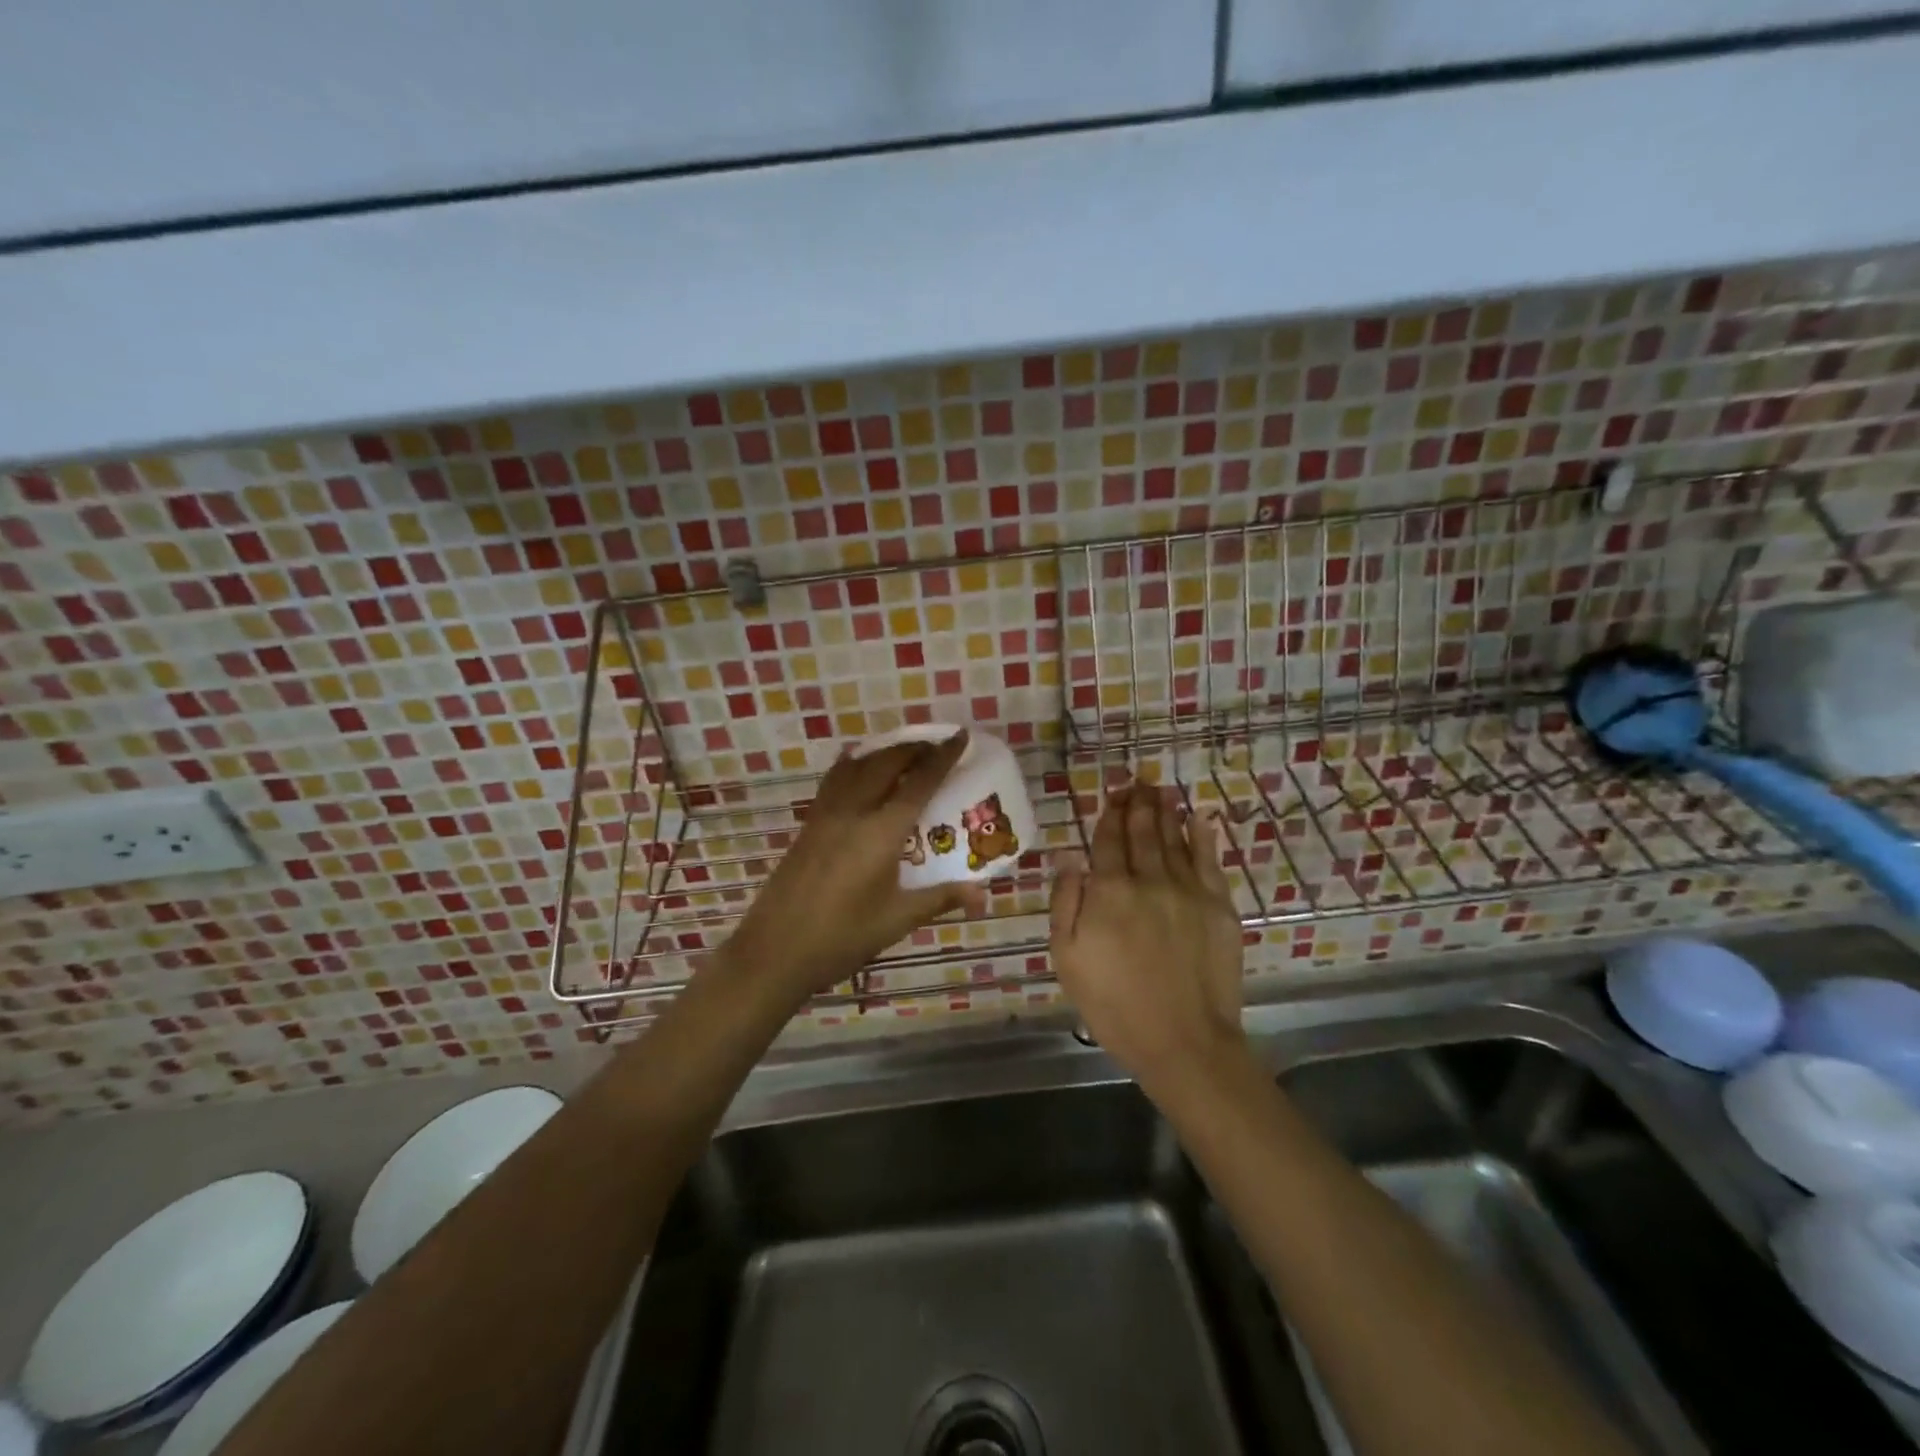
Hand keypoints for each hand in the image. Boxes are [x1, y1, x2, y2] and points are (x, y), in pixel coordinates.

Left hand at [723, 731, 983, 1001]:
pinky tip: (859, 770)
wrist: (775, 950)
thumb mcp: (897, 919)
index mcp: (881, 831)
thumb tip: (983, 894)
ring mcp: (826, 814)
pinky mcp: (809, 823)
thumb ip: (940, 898)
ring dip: (884, 751)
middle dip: (914, 747)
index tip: (961, 736)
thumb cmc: (842, 937)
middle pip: (887, 762)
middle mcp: (853, 811)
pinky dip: (855, 764)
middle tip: (937, 746)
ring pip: (858, 765)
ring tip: (904, 753)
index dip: (942, 757)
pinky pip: (836, 779)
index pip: (919, 782)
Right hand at [1050, 781, 1246, 1092]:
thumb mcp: (1067, 958)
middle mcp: (1149, 880)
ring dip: (1166, 811)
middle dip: (1137, 804)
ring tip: (1161, 790)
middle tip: (1137, 782)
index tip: (1111, 795)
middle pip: (1142, 832)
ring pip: (1175, 839)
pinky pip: (1209, 860)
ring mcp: (1188, 891)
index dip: (1109, 815)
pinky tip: (1199, 818)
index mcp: (1109, 891)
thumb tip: (1069, 857)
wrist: (1183, 1041)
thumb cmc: (1114, 1004)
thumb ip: (1065, 903)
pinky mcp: (1219, 907)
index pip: (1107, 841)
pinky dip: (1203, 835)